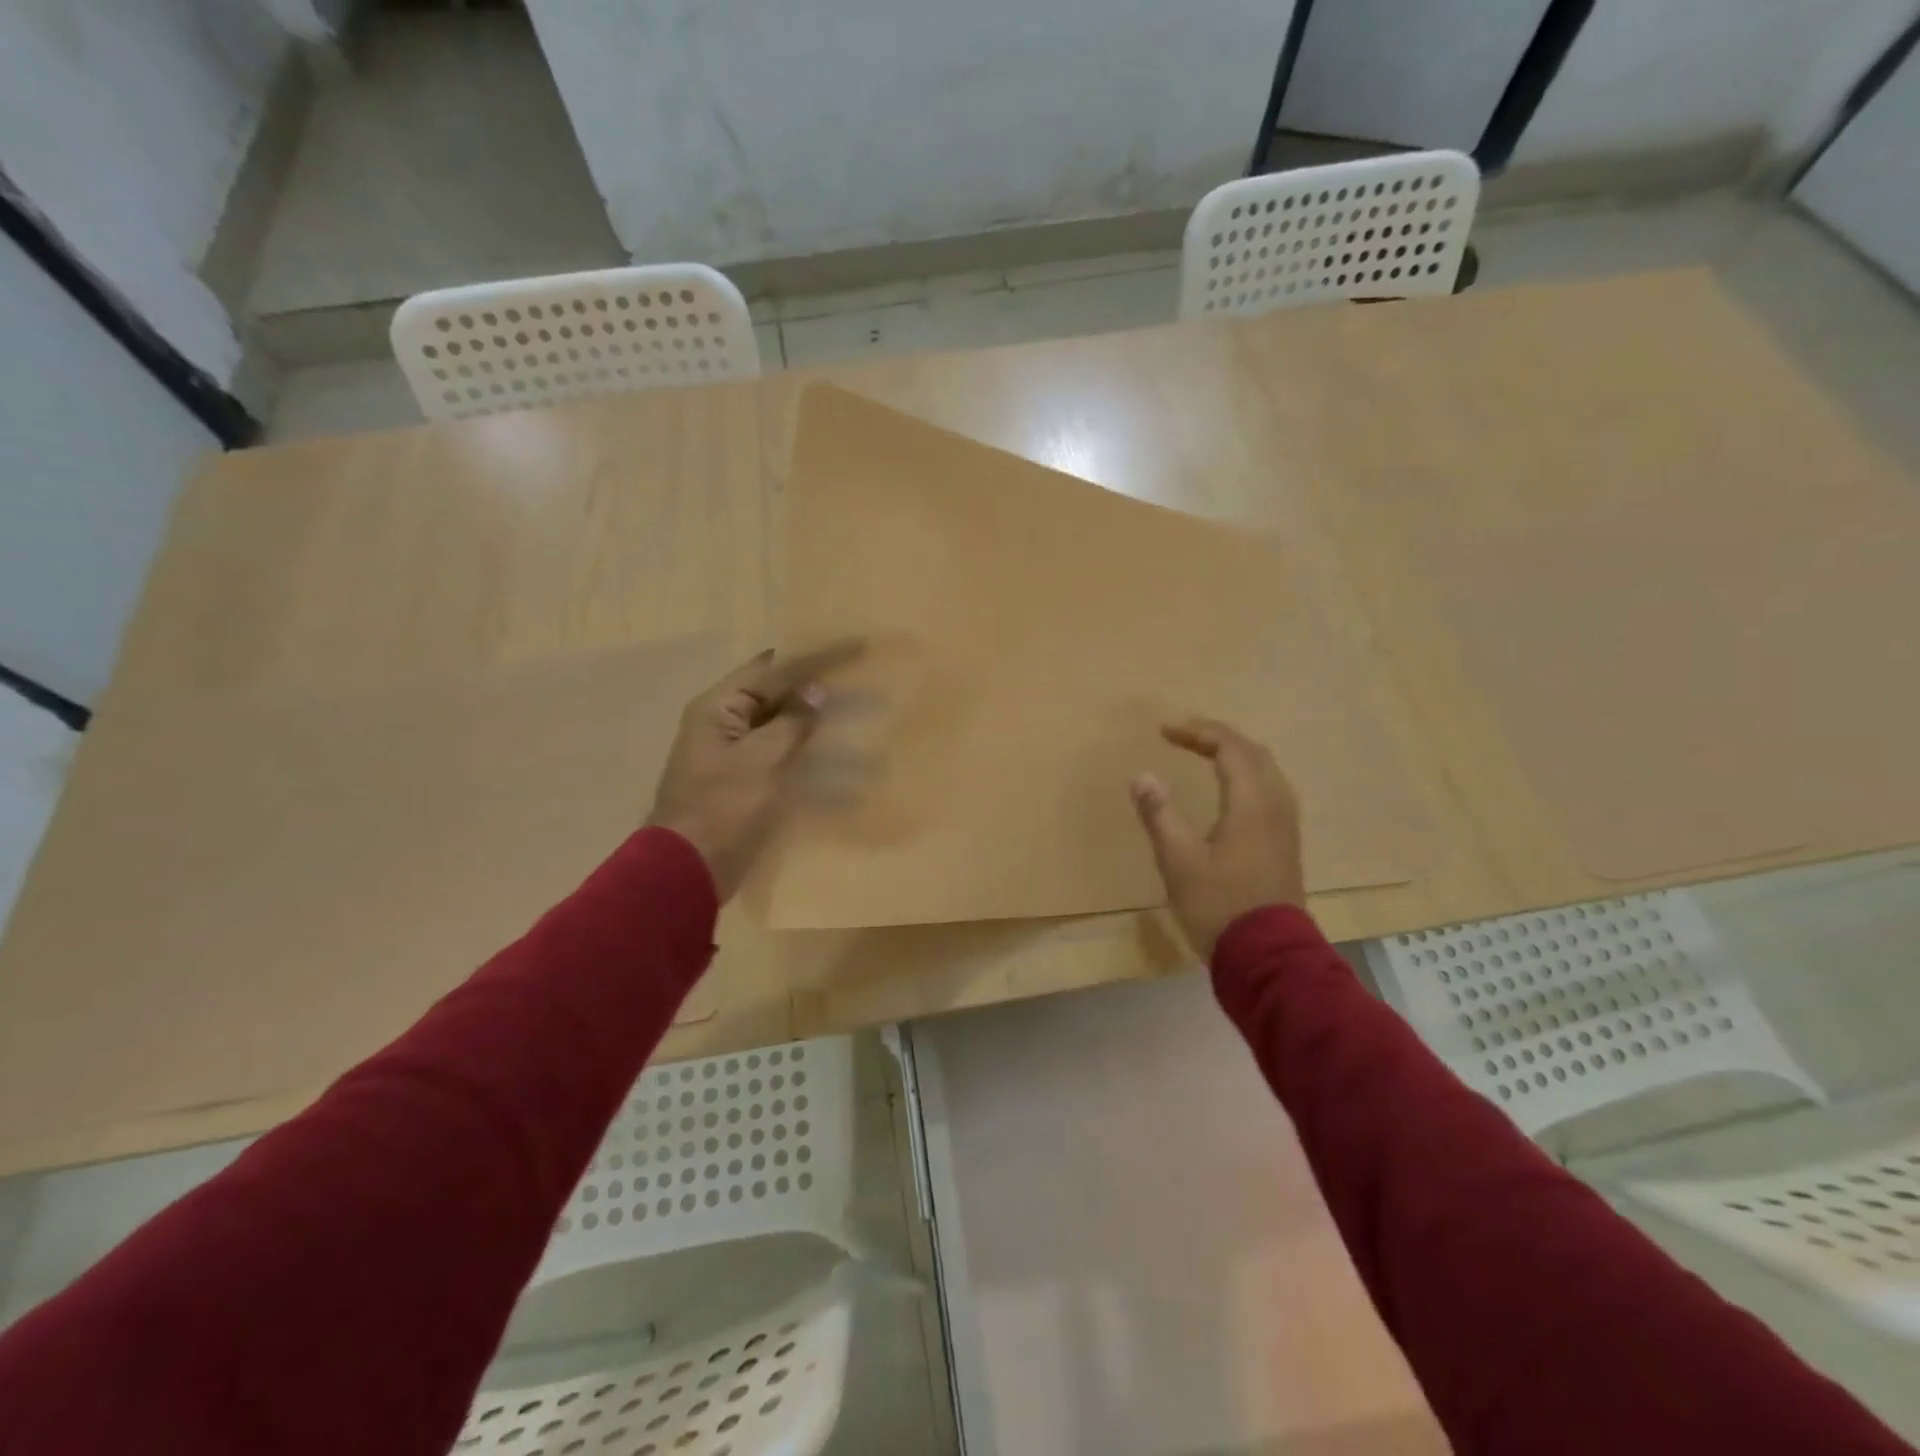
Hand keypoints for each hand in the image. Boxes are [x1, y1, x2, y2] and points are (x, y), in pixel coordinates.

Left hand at [649, 641, 863, 899]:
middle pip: (780, 695)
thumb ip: (792, 723)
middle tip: (863, 681)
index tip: (855, 648)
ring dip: (820, 725)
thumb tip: (817, 691)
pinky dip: (812, 759)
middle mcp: (726, 724)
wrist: (688, 872)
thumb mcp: (761, 760)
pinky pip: (786, 760)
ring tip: (860, 721)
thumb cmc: (722, 809)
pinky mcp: (748, 784)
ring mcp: (737, 756)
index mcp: (720, 708)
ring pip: (787, 728)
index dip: (815, 656)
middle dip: (821, 689)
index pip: (774, 668)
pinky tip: (844, 768)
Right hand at [1131, 718, 1306, 958]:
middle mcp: (1276, 806)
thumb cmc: (1218, 906)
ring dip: (1237, 754)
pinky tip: (1233, 790)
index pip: (1230, 747)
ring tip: (1206, 754)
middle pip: (1254, 753)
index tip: (1164, 731)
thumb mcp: (1178, 861)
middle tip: (1184, 736)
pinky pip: (1271, 790)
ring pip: (1267, 771)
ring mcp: (1286, 826)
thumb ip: (1160, 815)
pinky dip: (1248, 775)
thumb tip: (1143, 776)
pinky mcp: (1286, 844)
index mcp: (1251, 803)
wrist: (1267, 957)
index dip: (1197, 732)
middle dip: (1218, 737)